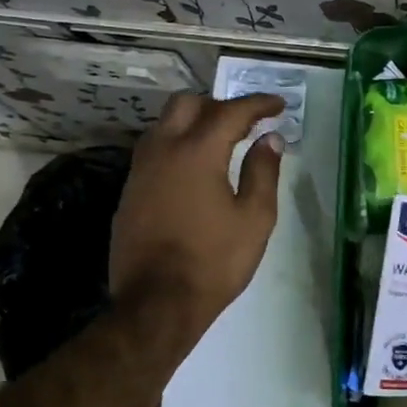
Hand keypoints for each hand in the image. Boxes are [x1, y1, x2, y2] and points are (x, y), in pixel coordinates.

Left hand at [109, 91, 286, 342]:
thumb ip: (263, 172)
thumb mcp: (254, 219)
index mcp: (197, 152)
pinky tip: (192, 170)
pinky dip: (176, 145)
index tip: (278, 105)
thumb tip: (270, 139)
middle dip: (218, 105)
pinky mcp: (129, 191)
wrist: (156, 303)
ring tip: (219, 142)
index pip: (230, 112)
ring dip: (192, 122)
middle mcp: (162, 150)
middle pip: (186, 104)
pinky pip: (153, 151)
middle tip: (244, 123)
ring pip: (163, 125)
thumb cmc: (214, 261)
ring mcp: (140, 170)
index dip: (257, 104)